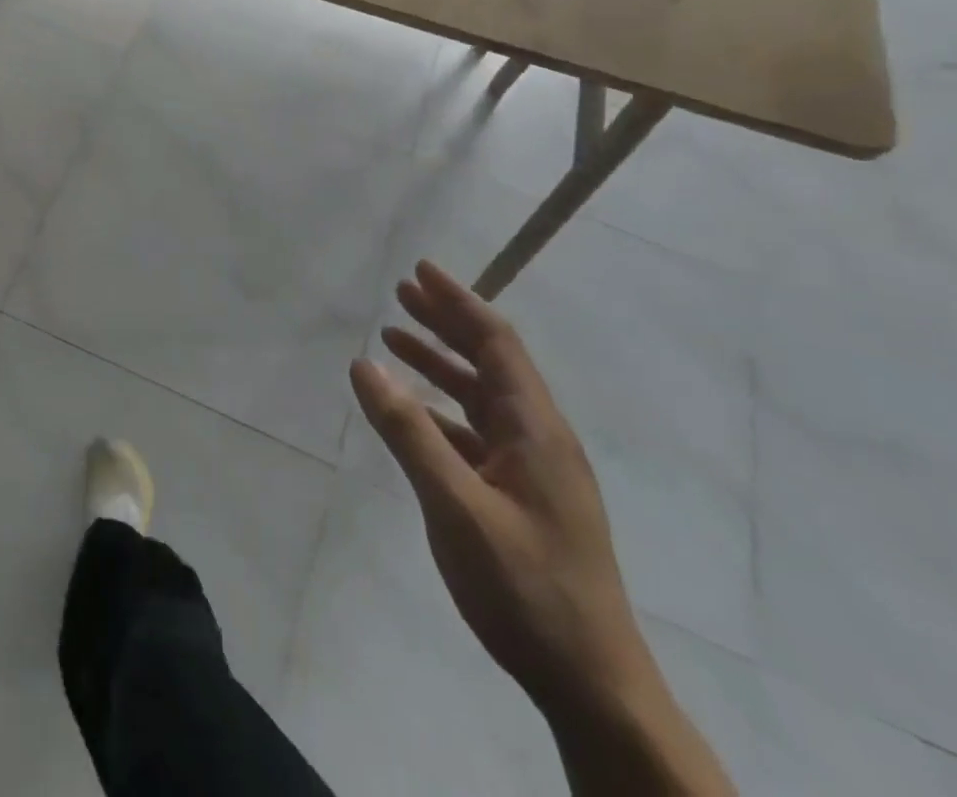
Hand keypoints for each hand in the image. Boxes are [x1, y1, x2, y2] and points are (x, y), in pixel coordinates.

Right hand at [351, 264, 734, 796]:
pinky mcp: (522, 497)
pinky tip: (413, 412)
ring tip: (395, 339)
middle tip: (401, 293)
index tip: (420, 271)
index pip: (496, 343)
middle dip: (446, 322)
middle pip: (490, 361)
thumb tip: (364, 363)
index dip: (458, 302)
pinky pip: (477, 432)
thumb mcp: (456, 506)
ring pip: (481, 396)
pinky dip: (442, 409)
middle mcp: (539, 437)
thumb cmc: (526, 587)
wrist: (592, 685)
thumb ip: (409, 431)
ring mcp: (534, 469)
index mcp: (536, 429)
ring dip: (441, 363)